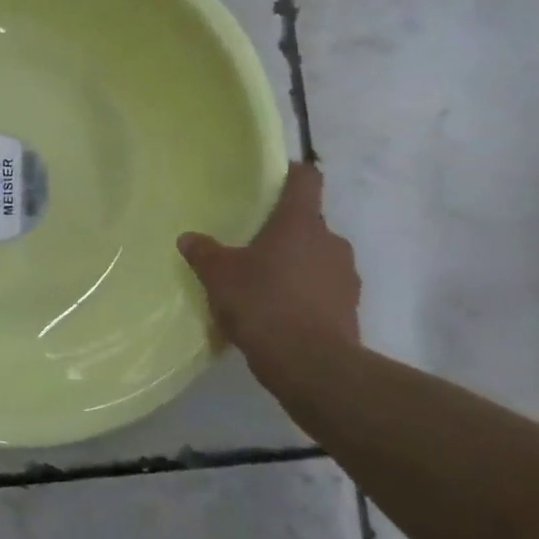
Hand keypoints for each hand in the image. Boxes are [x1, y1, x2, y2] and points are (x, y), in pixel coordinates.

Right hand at [178, 162, 359, 360]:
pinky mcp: (349, 308)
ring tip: (264, 284)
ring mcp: (345, 275)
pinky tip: (279, 312)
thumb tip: (189, 237)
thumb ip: (204, 253)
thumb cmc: (262, 303)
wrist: (310, 364)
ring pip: (318, 258)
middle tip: (253, 246)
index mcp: (300, 223)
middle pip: (309, 224)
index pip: (306, 180)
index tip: (276, 178)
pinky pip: (323, 290)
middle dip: (285, 232)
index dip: (292, 174)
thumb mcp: (219, 276)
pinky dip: (305, 294)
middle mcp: (331, 241)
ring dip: (296, 265)